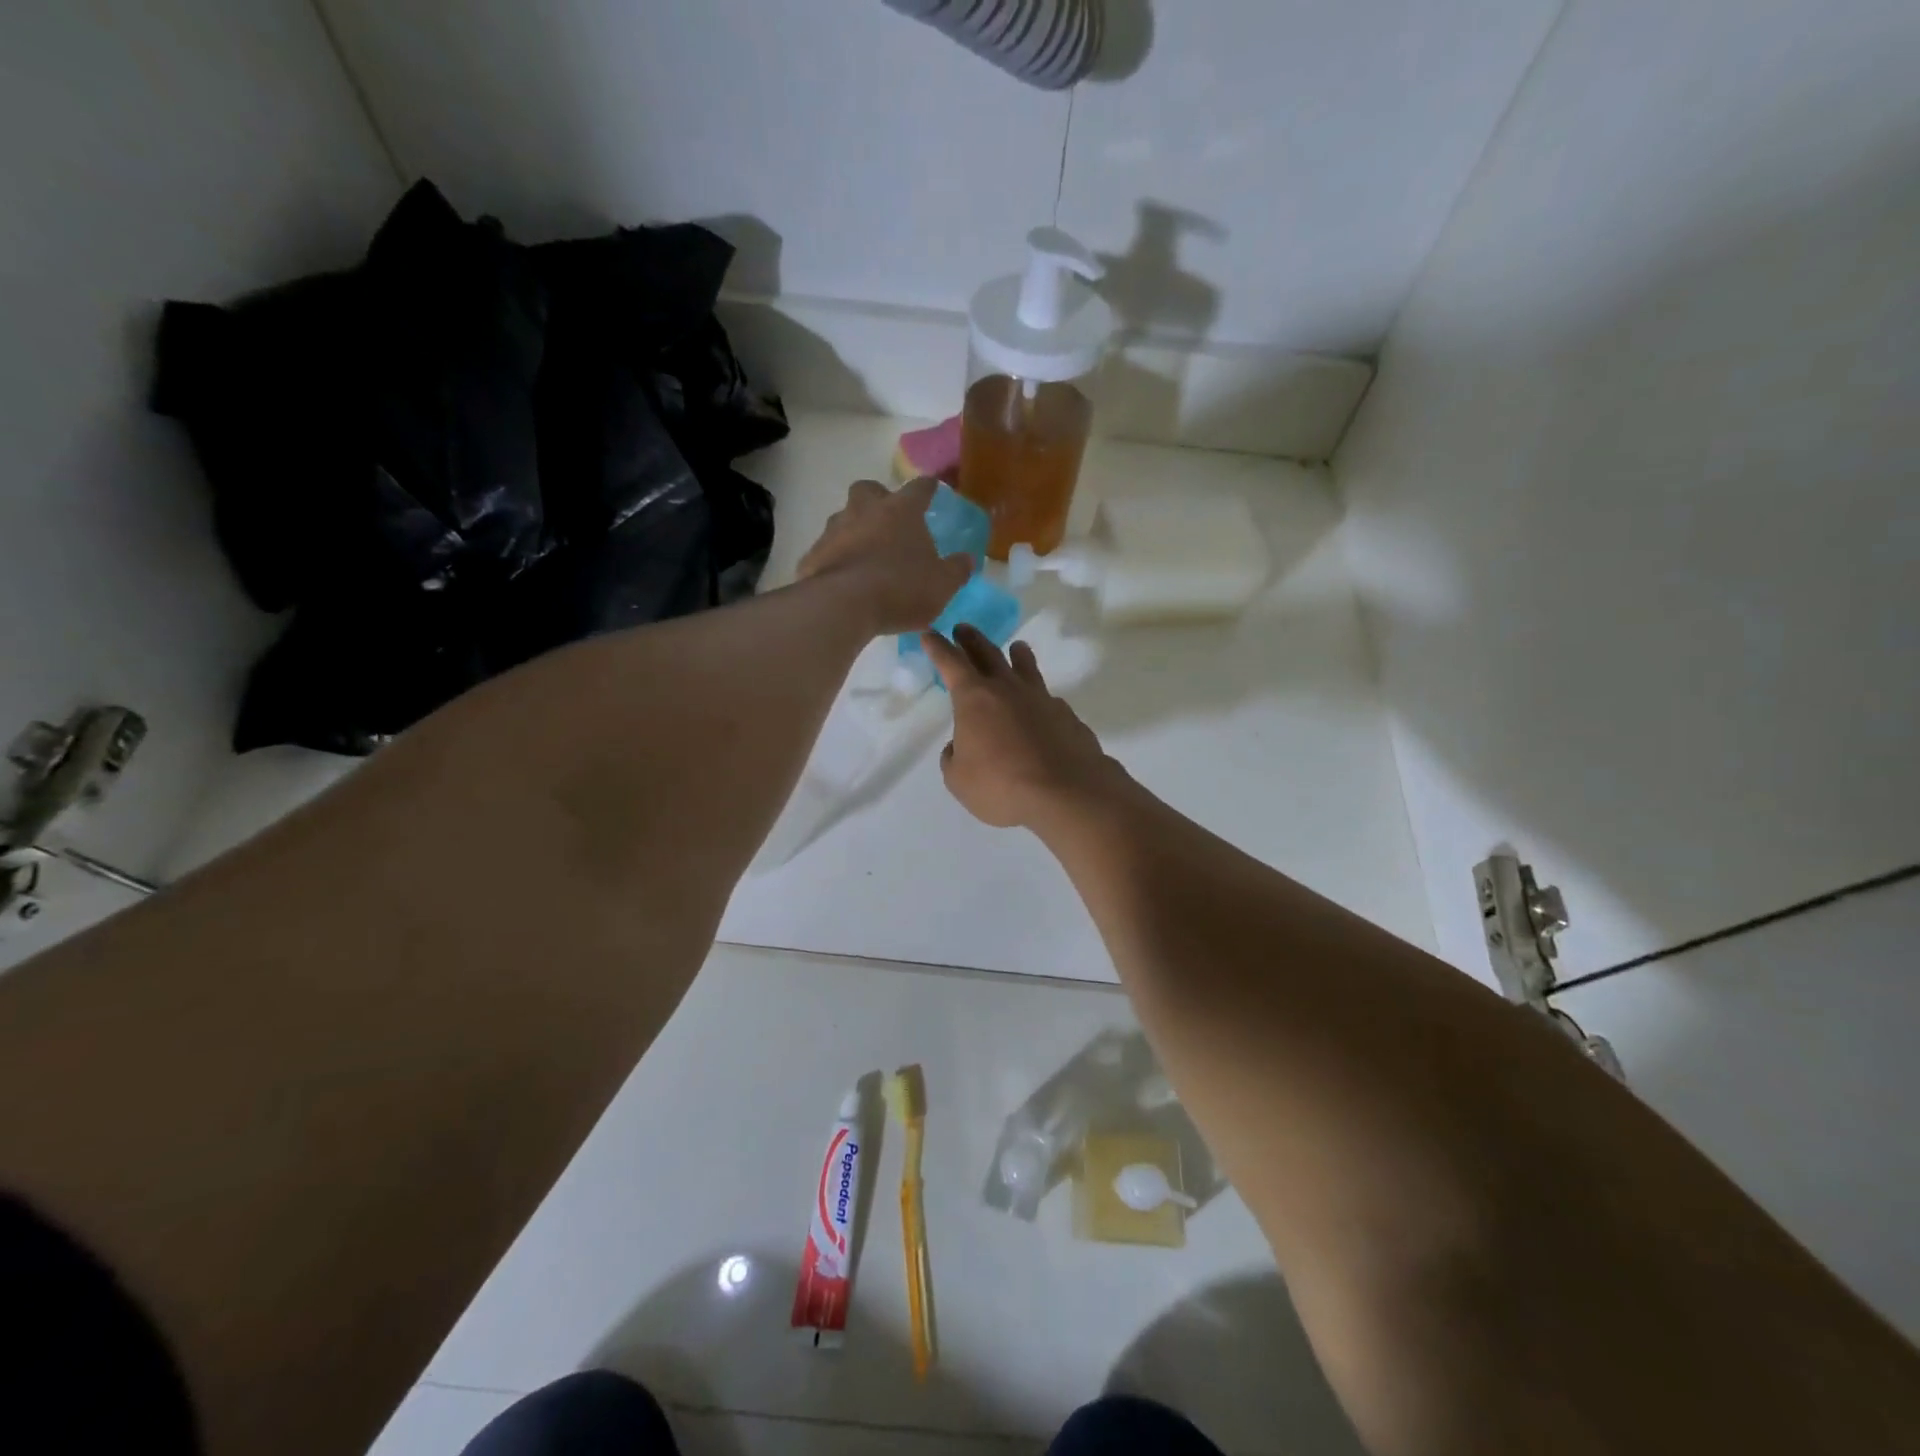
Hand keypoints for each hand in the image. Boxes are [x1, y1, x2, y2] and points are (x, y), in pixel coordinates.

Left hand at [798, 477, 972, 633]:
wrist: (842, 606)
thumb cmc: (901, 589)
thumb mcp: (942, 585)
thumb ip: (956, 570)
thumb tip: (967, 559)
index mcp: (901, 511)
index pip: (919, 488)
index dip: (928, 488)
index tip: (932, 489)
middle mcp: (864, 511)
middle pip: (869, 491)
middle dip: (879, 500)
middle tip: (889, 522)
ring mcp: (834, 531)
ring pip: (844, 519)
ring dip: (854, 531)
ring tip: (866, 557)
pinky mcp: (812, 555)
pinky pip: (827, 551)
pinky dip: (836, 560)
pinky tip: (843, 581)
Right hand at [921, 625, 1127, 829]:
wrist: (1067, 792)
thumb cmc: (1001, 785)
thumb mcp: (959, 779)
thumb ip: (954, 757)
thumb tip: (960, 746)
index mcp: (975, 698)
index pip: (951, 663)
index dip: (938, 648)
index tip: (930, 633)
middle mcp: (1008, 689)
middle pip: (988, 654)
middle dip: (972, 640)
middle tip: (963, 628)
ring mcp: (1042, 700)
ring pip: (1026, 668)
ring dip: (1017, 655)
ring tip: (1016, 647)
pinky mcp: (1067, 716)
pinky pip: (1048, 699)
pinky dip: (1039, 696)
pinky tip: (1041, 705)